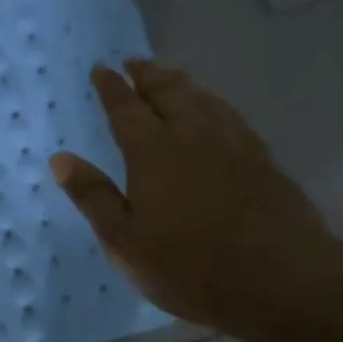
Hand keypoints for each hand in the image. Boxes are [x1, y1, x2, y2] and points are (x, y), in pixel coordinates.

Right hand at [49, 60, 336, 338]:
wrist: (281, 280)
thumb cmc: (191, 267)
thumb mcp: (125, 243)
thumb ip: (93, 198)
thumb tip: (60, 159)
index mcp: (153, 151)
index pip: (125, 108)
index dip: (111, 87)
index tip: (101, 68)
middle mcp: (192, 134)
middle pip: (167, 92)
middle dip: (147, 75)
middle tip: (135, 61)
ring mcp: (233, 143)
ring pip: (202, 98)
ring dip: (181, 82)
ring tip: (170, 74)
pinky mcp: (262, 158)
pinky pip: (231, 115)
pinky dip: (214, 102)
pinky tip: (216, 110)